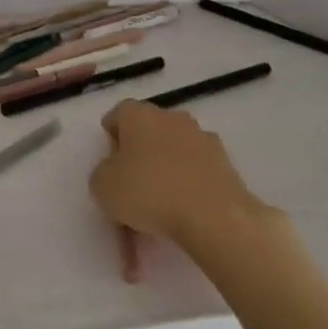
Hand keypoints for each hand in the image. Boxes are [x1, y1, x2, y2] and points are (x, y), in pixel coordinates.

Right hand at [89, 101, 270, 281]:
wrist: (212, 215)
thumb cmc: (149, 192)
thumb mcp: (102, 186)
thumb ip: (103, 172)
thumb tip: (116, 170)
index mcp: (140, 116)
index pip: (119, 113)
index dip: (111, 135)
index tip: (108, 159)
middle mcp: (172, 118)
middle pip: (149, 130)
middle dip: (139, 152)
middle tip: (130, 182)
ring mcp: (202, 139)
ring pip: (175, 150)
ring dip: (165, 168)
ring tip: (157, 205)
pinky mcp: (225, 163)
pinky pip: (196, 171)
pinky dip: (187, 185)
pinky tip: (181, 212)